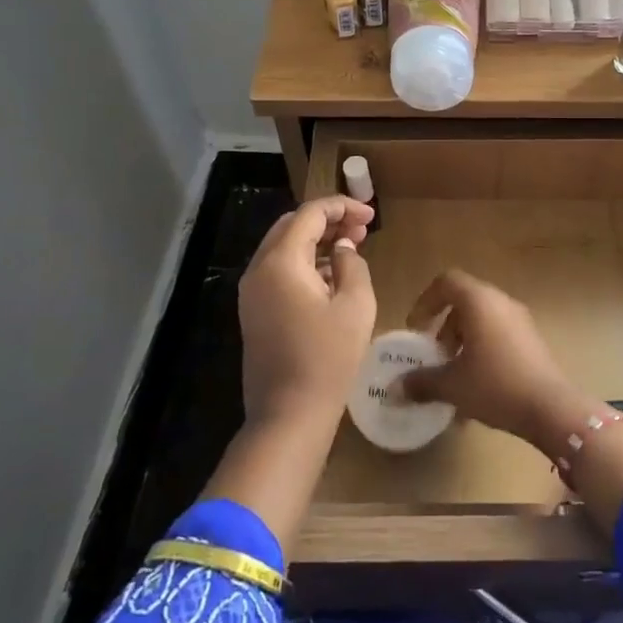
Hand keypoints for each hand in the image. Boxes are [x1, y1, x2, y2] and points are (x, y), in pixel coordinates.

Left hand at [237, 196, 376, 430]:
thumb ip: (353, 265)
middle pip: (292, 226)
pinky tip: (333, 276)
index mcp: (281, 261)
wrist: (288, 416)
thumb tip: (343, 249)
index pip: (310, 214)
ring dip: (316, 241)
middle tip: (361, 229)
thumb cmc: (328, 358)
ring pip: (284, 249)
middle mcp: (258, 270)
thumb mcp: (355, 305)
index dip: (342, 207)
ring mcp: (252, 293)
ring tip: (352, 248)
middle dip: (328, 221)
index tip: (371, 214)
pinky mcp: (255, 313)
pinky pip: (279, 272)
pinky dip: (305, 263)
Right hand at [398, 270, 585, 448]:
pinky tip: (476, 389)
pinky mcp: (532, 340)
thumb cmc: (496, 386)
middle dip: (444, 327)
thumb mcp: (453, 385)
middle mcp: (501, 302)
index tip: (415, 329)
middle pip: (464, 302)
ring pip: (482, 320)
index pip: (447, 282)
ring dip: (462, 342)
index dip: (426, 301)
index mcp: (479, 301)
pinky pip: (498, 335)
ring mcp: (520, 320)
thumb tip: (394, 389)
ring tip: (453, 376)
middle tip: (434, 355)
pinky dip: (482, 351)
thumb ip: (421, 382)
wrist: (551, 408)